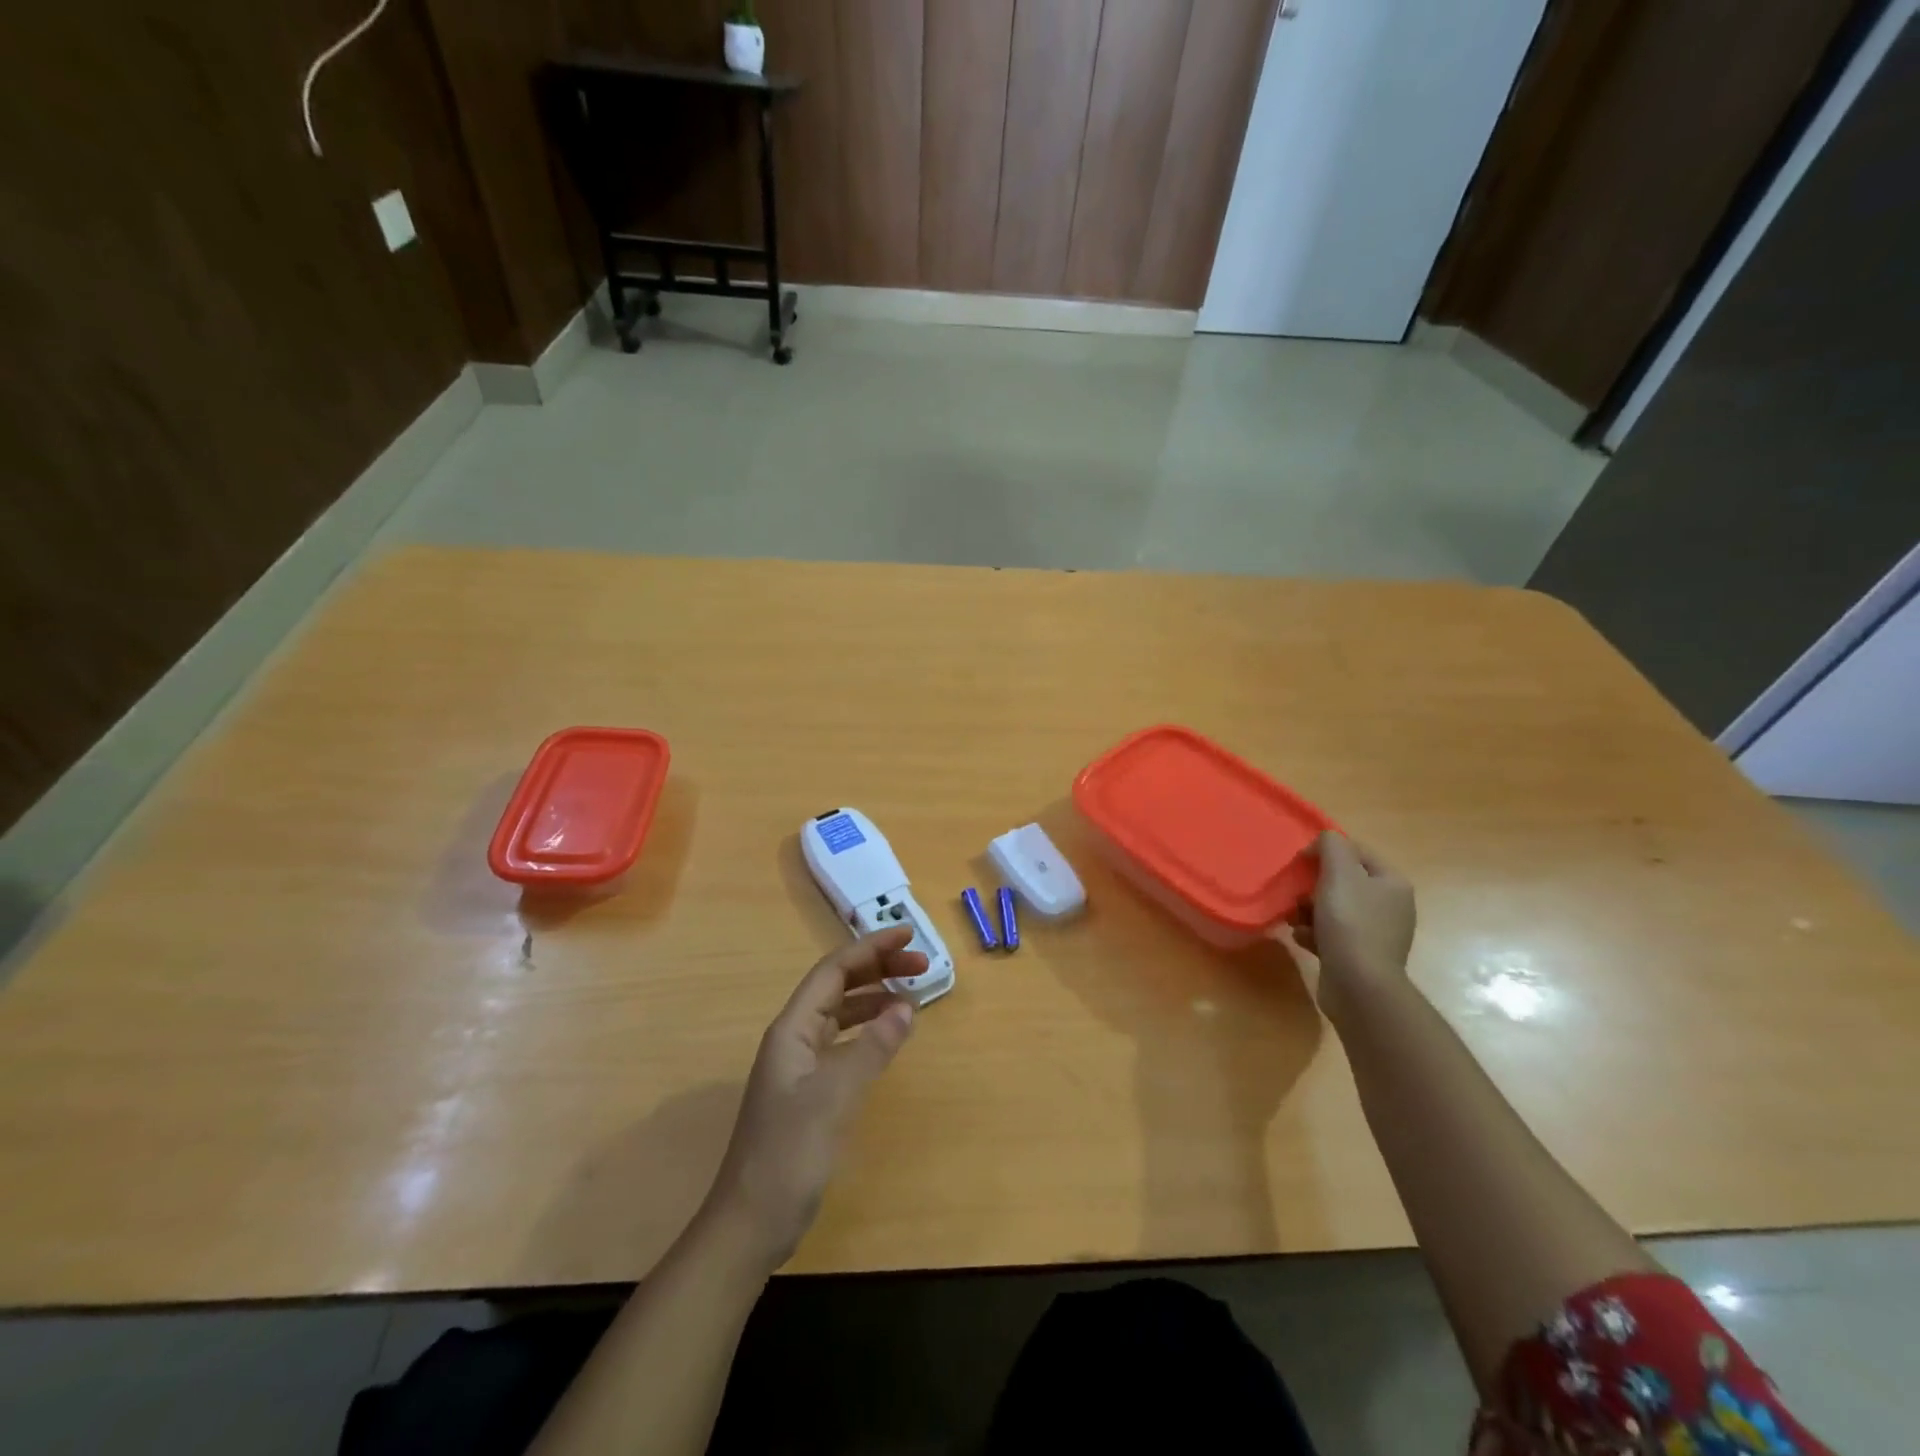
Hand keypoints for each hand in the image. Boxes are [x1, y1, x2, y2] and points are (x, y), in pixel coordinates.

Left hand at [702, 928, 923, 1272]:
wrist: (750, 1223)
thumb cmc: (789, 1153)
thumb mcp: (835, 1096)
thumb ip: (872, 1048)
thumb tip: (906, 1006)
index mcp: (792, 1029)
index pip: (833, 970)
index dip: (870, 948)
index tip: (907, 935)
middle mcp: (793, 1038)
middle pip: (837, 986)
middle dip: (877, 968)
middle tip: (920, 965)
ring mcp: (799, 1065)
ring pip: (840, 1013)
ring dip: (874, 998)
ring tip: (912, 996)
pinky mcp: (808, 1091)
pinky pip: (842, 1042)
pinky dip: (868, 1031)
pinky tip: (887, 1037)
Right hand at [1275, 832, 1415, 1023]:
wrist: (1359, 984)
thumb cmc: (1350, 922)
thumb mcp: (1339, 873)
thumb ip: (1331, 846)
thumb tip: (1323, 843)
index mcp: (1391, 883)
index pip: (1356, 852)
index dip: (1326, 852)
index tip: (1300, 863)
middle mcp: (1390, 906)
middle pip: (1342, 882)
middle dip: (1313, 887)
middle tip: (1297, 895)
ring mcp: (1376, 933)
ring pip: (1332, 909)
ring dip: (1308, 911)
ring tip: (1295, 919)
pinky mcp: (1360, 956)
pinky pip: (1331, 934)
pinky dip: (1313, 934)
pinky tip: (1303, 939)